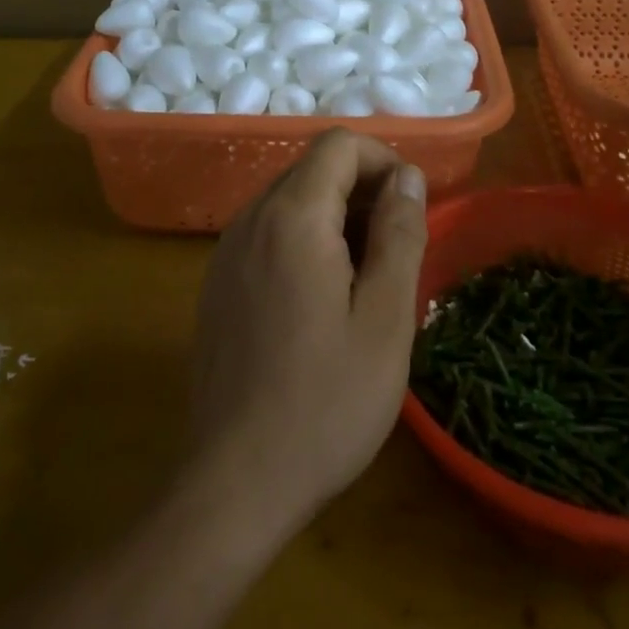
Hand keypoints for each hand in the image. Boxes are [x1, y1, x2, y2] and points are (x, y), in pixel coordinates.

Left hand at [185, 130, 427, 539]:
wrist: (234, 484)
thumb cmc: (325, 401)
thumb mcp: (386, 318)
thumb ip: (400, 233)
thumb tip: (408, 176)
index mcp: (293, 216)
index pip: (339, 144)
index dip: (383, 161)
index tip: (410, 207)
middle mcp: (252, 218)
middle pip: (314, 168)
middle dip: (362, 190)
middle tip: (394, 251)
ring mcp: (228, 250)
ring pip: (291, 200)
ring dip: (335, 217)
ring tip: (364, 280)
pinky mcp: (218, 282)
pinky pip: (269, 232)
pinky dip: (304, 240)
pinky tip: (321, 301)